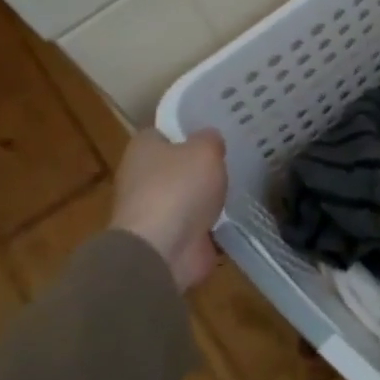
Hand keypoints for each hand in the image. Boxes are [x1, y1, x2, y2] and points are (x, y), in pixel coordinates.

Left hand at [109, 129, 227, 291]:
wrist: (162, 249)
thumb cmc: (178, 188)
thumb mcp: (205, 150)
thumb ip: (210, 140)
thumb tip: (210, 139)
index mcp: (143, 148)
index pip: (165, 132)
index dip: (188, 130)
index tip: (214, 132)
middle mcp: (141, 176)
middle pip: (175, 165)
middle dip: (199, 165)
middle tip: (231, 157)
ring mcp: (153, 210)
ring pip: (186, 195)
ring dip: (206, 196)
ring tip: (238, 185)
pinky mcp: (167, 238)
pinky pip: (194, 223)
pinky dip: (210, 222)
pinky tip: (233, 214)